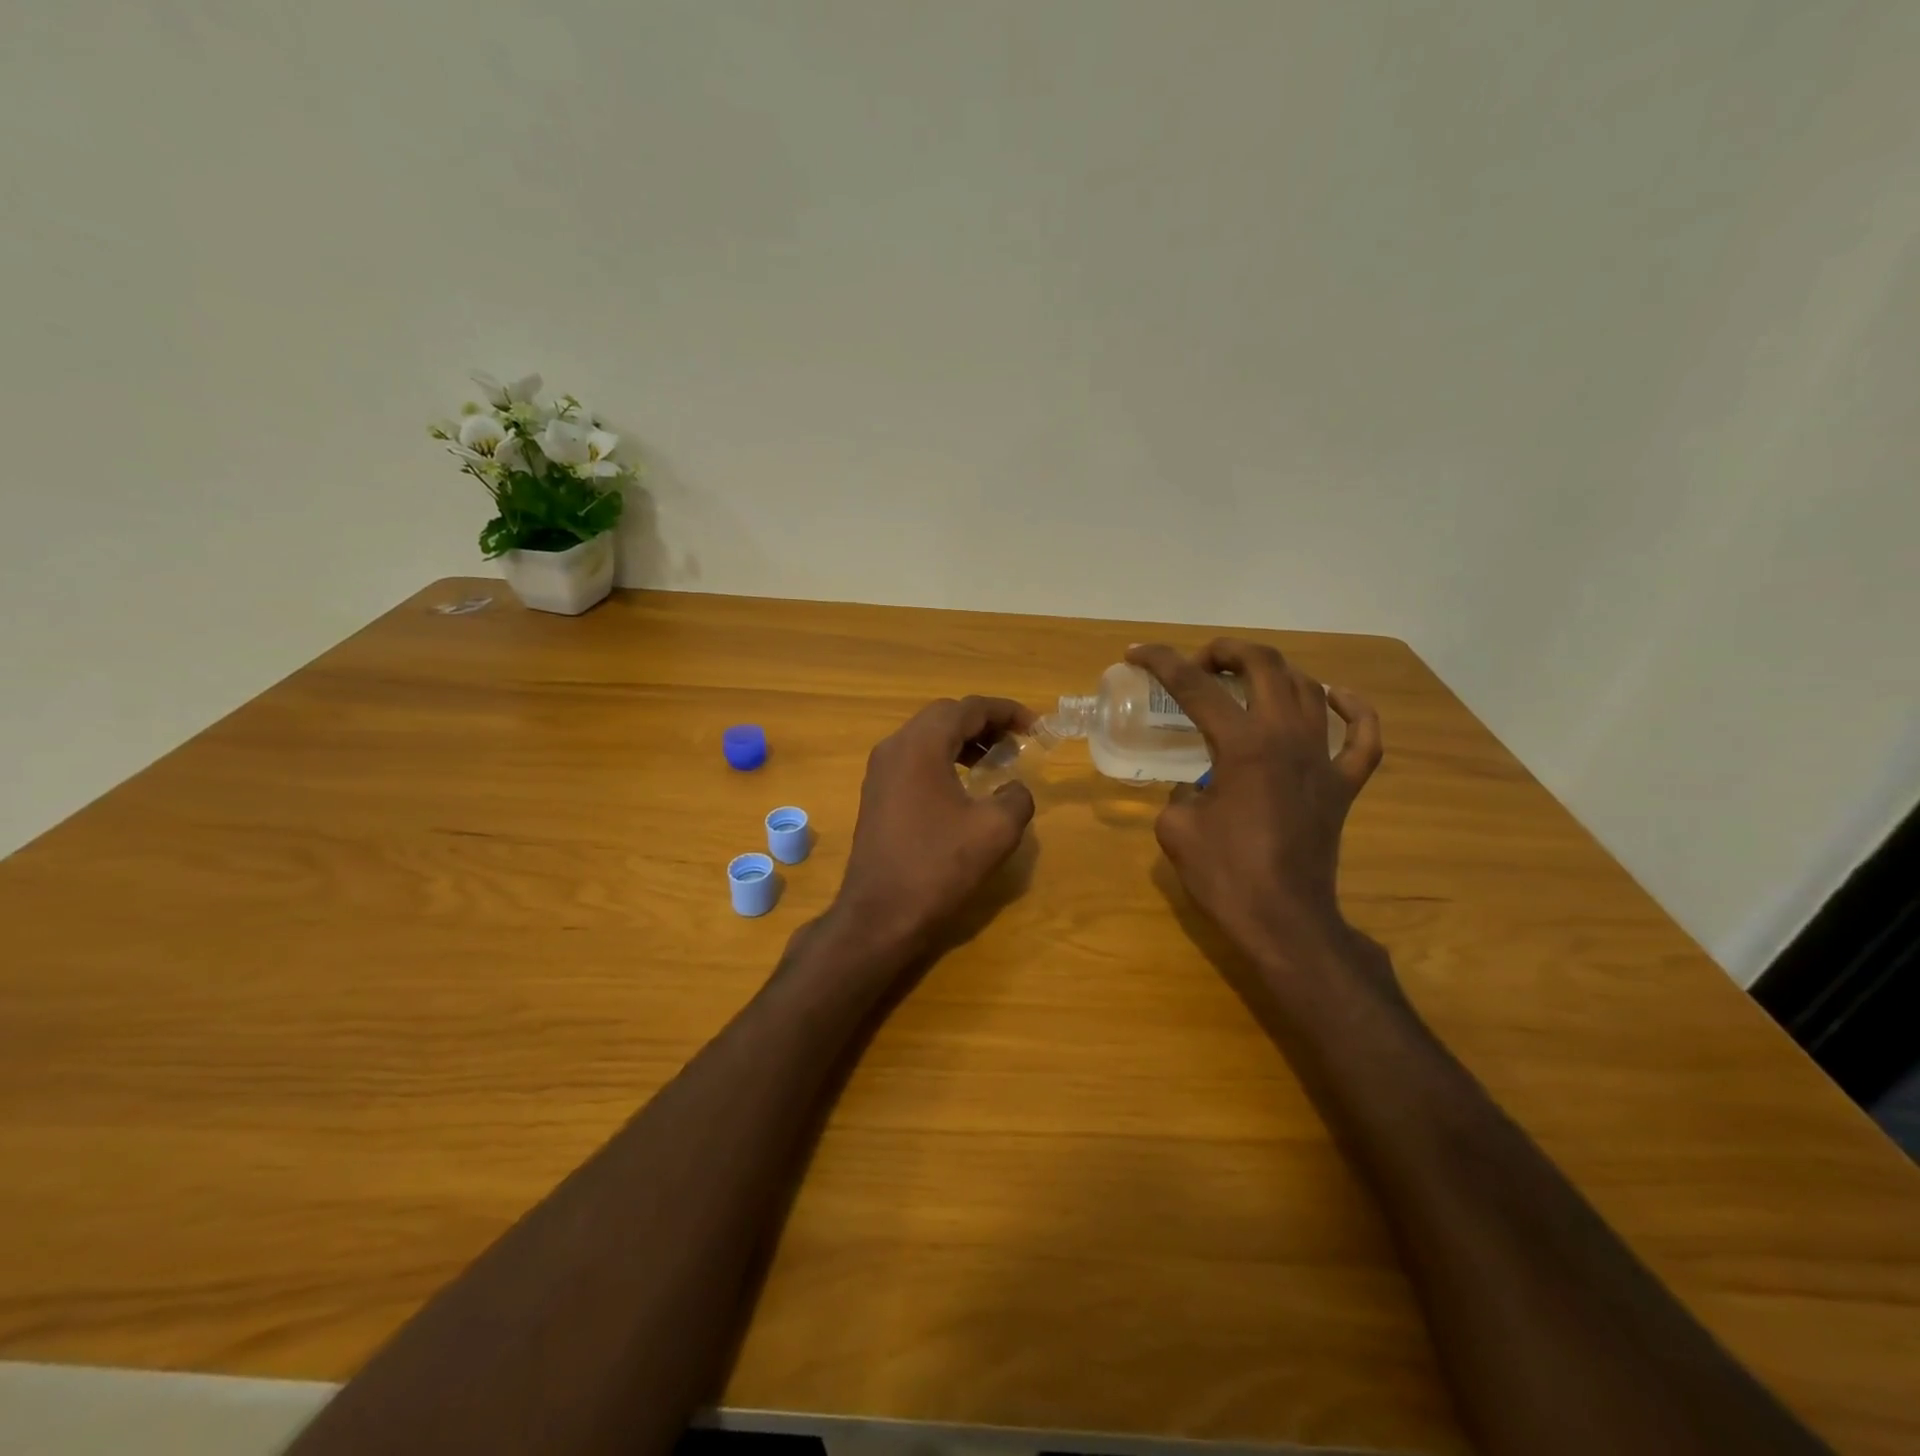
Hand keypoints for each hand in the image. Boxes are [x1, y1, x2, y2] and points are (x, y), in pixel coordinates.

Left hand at [829, 696, 1038, 961]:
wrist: (879, 915)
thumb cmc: (937, 867)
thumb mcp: (995, 831)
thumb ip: (1016, 797)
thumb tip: (1013, 788)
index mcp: (921, 745)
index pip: (969, 708)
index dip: (1007, 711)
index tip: (1036, 726)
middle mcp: (895, 747)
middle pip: (945, 715)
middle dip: (984, 722)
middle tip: (1017, 741)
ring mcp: (880, 771)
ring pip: (927, 736)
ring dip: (963, 740)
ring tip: (995, 761)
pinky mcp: (876, 794)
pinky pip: (914, 759)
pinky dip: (944, 758)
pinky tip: (964, 785)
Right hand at [1128, 640, 1382, 969]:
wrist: (1284, 921)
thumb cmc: (1225, 876)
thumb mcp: (1176, 828)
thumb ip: (1181, 793)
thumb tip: (1198, 788)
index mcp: (1243, 745)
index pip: (1195, 687)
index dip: (1161, 662)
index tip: (1137, 652)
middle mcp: (1287, 738)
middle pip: (1265, 666)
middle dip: (1227, 651)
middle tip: (1200, 664)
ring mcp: (1323, 760)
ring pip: (1308, 688)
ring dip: (1274, 671)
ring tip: (1246, 679)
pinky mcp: (1343, 785)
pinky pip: (1361, 737)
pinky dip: (1352, 709)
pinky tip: (1335, 696)